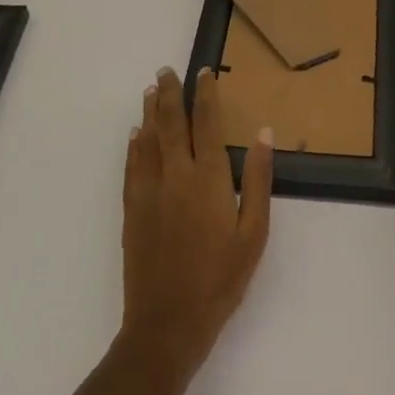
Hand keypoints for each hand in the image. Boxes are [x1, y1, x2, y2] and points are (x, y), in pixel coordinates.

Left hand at [120, 67, 273, 372]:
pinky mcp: (132, 211)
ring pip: (147, 140)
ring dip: (149, 112)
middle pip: (170, 124)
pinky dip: (134, 146)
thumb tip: (263, 133)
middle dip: (168, 94)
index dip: (205, 95)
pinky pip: (131, 167)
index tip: (204, 72)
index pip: (206, 123)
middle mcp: (175, 175)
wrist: (167, 323)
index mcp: (208, 178)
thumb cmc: (221, 279)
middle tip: (165, 70)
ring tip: (150, 91)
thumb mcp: (254, 232)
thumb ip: (257, 179)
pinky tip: (135, 136)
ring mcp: (149, 192)